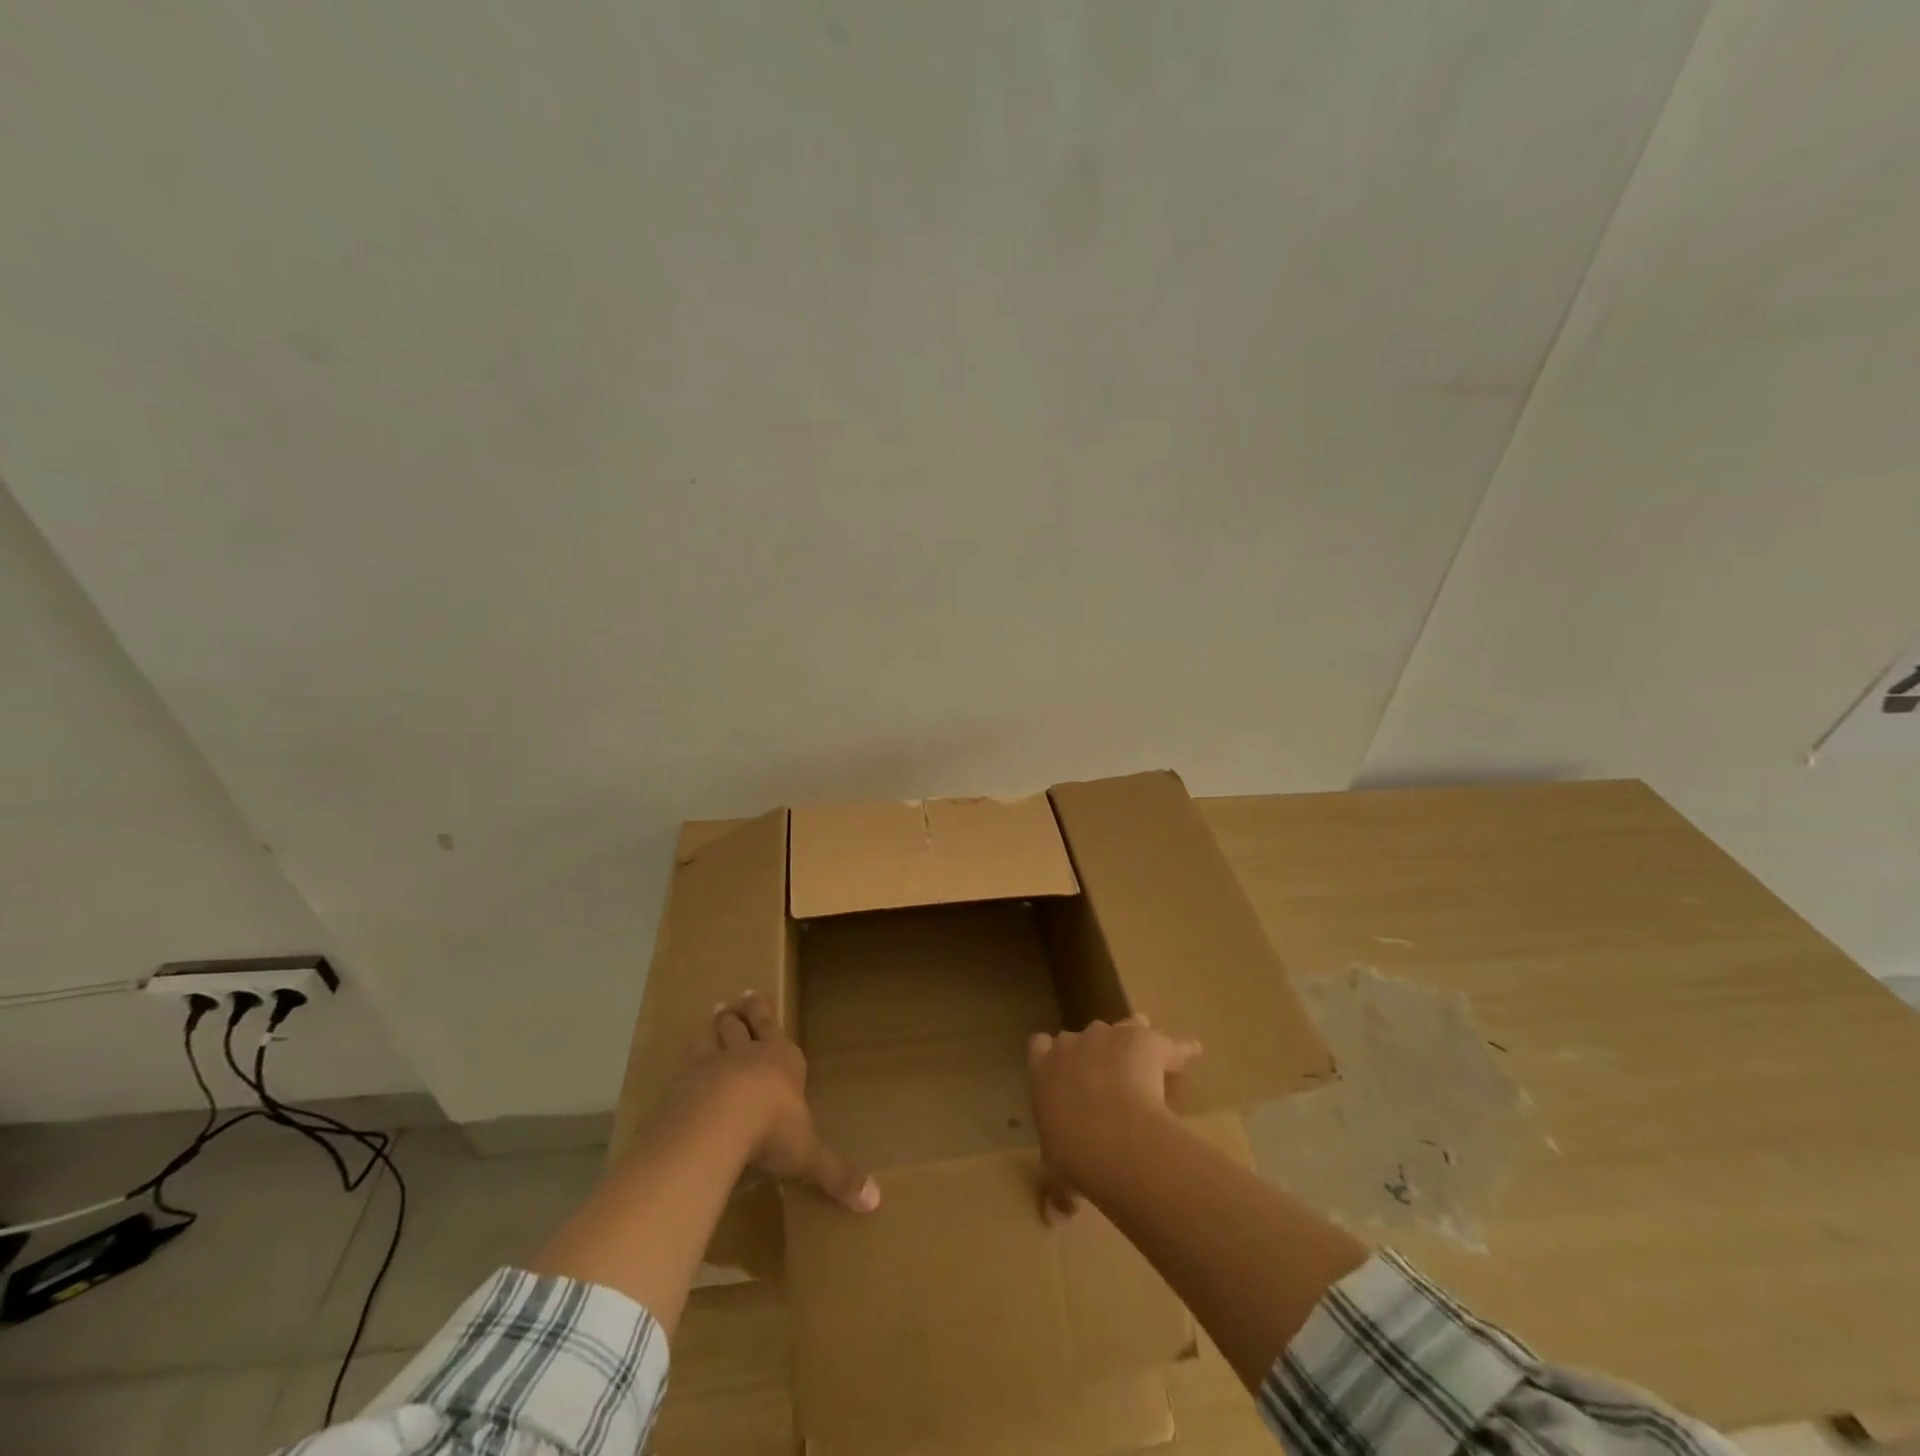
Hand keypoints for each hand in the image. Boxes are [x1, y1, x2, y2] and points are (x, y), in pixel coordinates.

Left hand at [677, 991, 878, 1213]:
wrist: (719, 1124)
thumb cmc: (774, 1129)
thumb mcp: (809, 1156)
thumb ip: (836, 1175)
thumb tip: (875, 1200)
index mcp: (781, 1060)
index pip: (772, 1027)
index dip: (763, 1012)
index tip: (753, 995)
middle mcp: (746, 1055)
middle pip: (739, 1025)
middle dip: (737, 1014)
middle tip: (730, 1003)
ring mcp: (711, 1065)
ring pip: (710, 1037)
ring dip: (710, 1028)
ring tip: (708, 1018)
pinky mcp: (683, 1084)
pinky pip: (683, 1066)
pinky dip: (684, 1064)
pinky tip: (679, 1069)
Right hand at [1026, 1016, 1201, 1222]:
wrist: (1110, 1134)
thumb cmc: (1074, 1153)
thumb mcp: (1059, 1176)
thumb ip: (1058, 1192)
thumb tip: (1054, 1219)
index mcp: (1044, 1069)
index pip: (1040, 1046)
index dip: (1052, 1054)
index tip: (1062, 1069)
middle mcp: (1074, 1044)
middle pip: (1083, 1036)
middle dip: (1095, 1051)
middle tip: (1108, 1079)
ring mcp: (1110, 1036)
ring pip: (1123, 1027)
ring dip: (1131, 1041)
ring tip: (1145, 1060)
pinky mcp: (1144, 1039)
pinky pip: (1169, 1043)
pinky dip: (1181, 1050)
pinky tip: (1193, 1053)